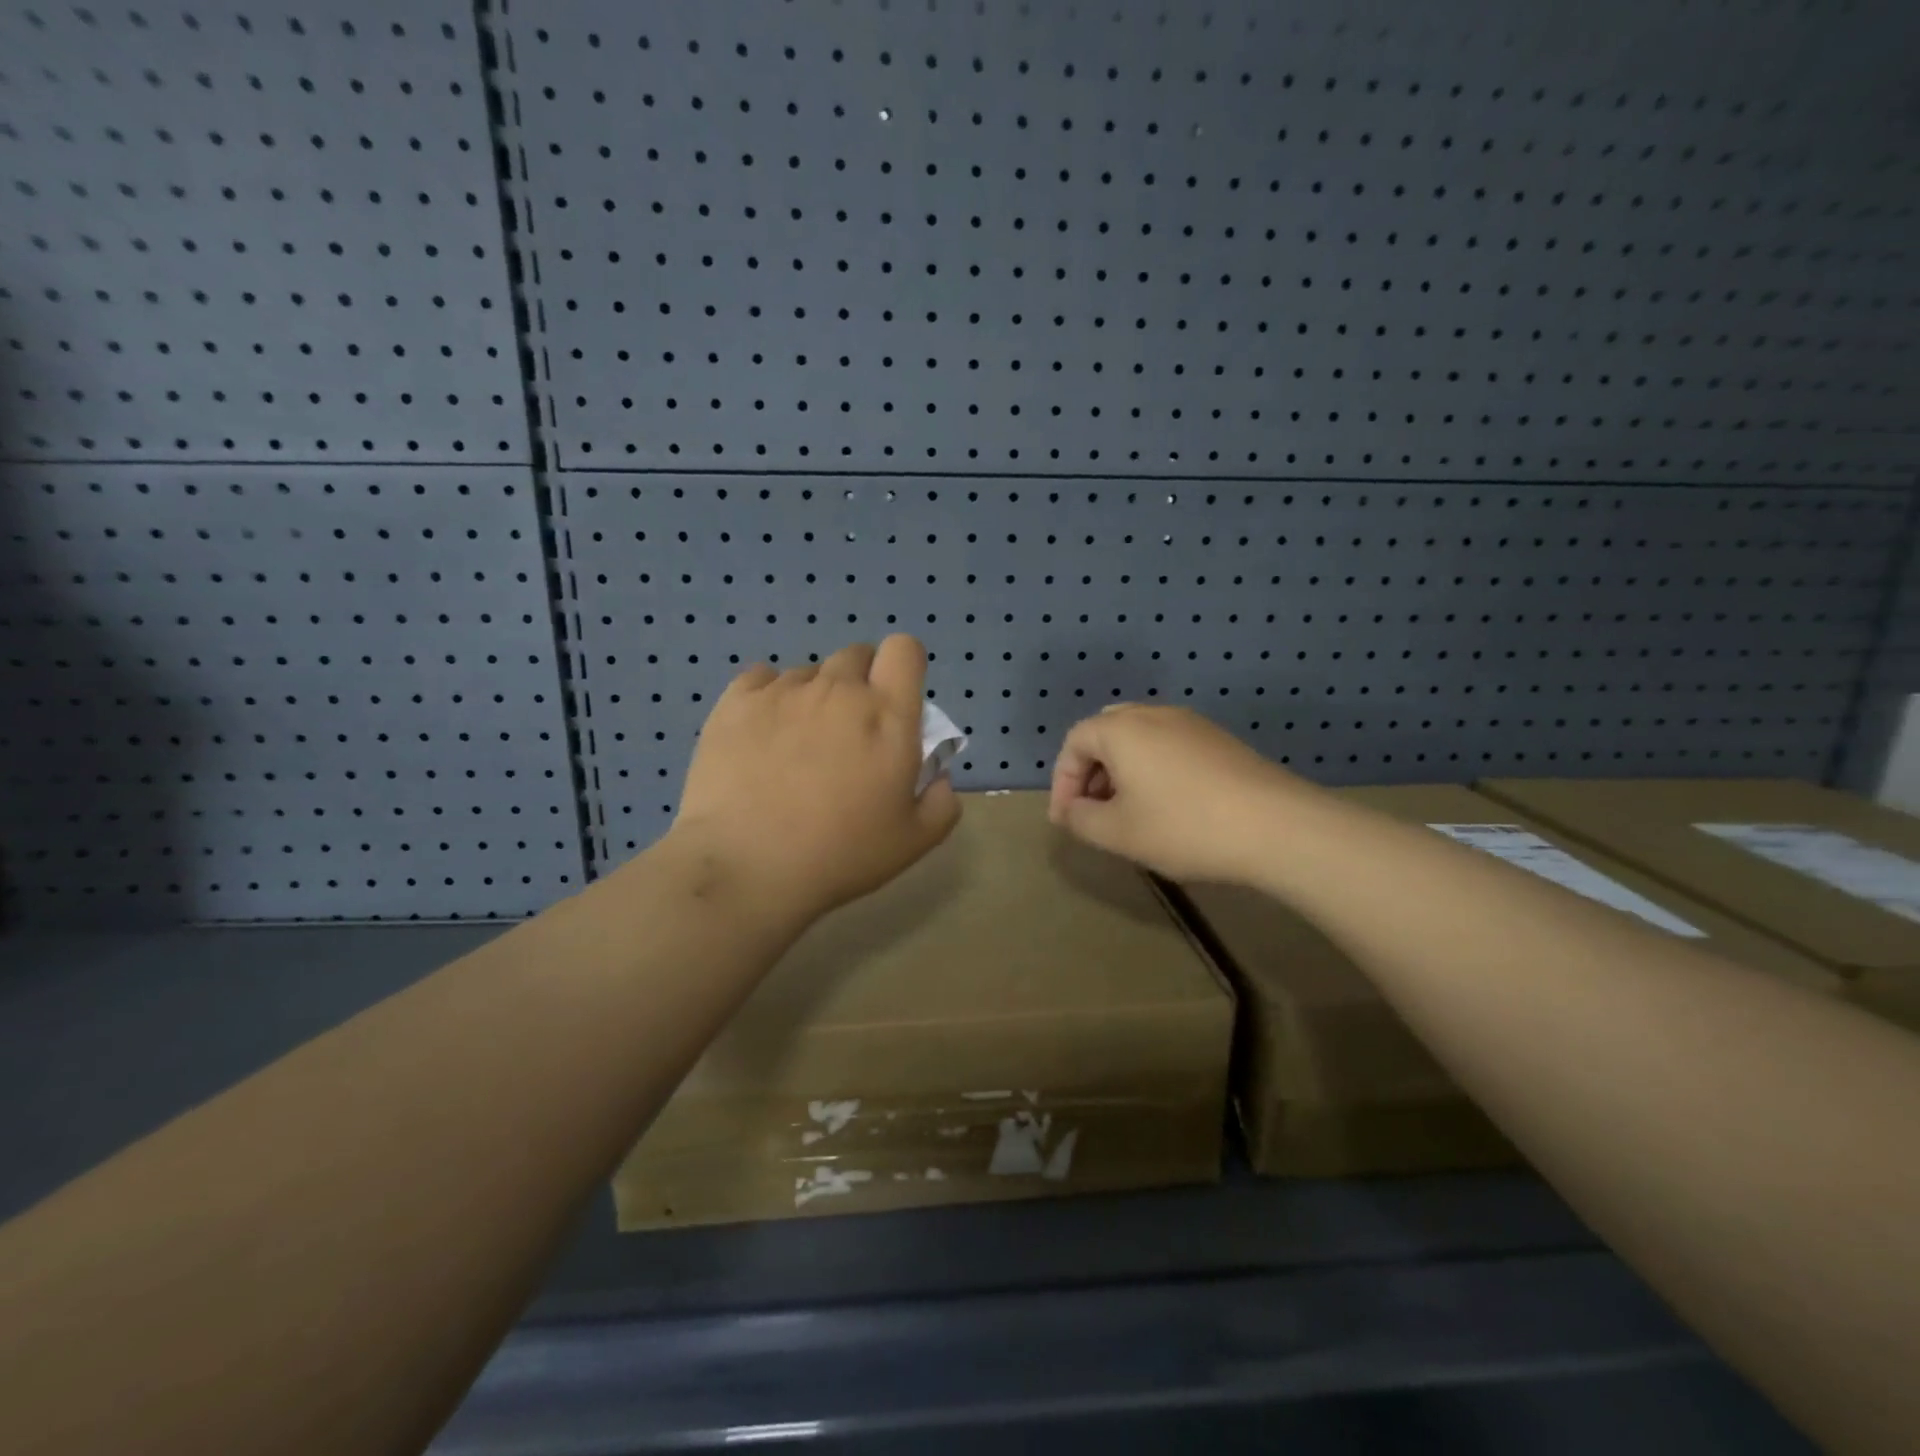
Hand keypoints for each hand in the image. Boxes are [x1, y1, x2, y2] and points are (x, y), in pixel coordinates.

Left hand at [669, 636, 961, 919]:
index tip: (894, 701)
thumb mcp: (914, 842)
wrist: (746, 867)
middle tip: (849, 732)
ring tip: (797, 745)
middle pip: (856, 655)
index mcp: (887, 714)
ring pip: (809, 672)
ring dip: (814, 696)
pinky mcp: (736, 701)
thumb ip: (942, 802)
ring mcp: (784, 690)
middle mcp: (838, 689)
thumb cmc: (840, 855)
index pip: (904, 649)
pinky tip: (761, 735)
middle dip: (860, 683)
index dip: (903, 667)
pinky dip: (768, 697)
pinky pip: (761, 678)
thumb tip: (939, 774)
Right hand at [1047, 705, 1310, 883]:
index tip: (1066, 819)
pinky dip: (1153, 769)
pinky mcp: (1220, 740)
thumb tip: (1071, 810)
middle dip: (1091, 771)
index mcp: (1122, 729)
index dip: (1062, 781)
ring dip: (1122, 771)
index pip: (1074, 742)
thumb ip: (1080, 819)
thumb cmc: (1184, 826)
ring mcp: (1192, 723)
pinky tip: (1168, 806)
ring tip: (1128, 812)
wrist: (1277, 826)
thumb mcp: (1118, 833)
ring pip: (1140, 738)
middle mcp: (1154, 714)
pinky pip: (1170, 745)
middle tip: (1093, 809)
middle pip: (1106, 732)